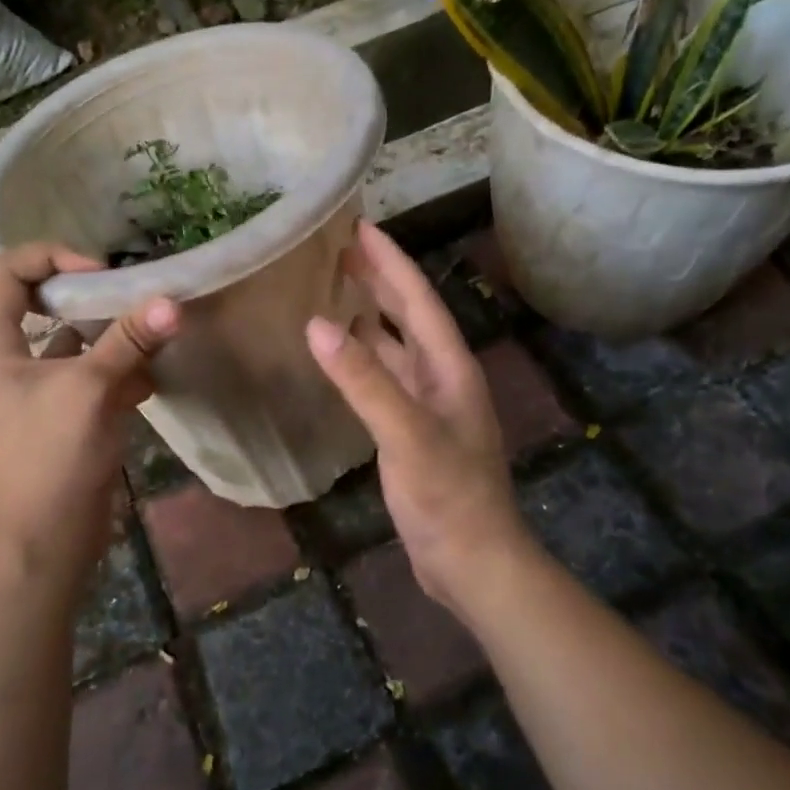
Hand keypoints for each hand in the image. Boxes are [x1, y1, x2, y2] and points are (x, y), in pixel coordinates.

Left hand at [0, 244, 179, 578]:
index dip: (51, 258)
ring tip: (151, 330)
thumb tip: (172, 301)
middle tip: (130, 294)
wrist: (48, 541)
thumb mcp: (91, 390)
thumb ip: (129, 341)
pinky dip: (119, 372)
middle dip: (89, 296)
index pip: (7, 273)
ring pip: (72, 343)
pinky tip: (151, 378)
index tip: (98, 273)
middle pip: (42, 304)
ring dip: (110, 335)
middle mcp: (9, 362)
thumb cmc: (52, 457)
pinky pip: (89, 377)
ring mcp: (36, 391)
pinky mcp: (62, 417)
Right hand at [305, 221, 528, 623]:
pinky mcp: (412, 432)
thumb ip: (364, 381)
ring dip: (370, 317)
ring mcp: (428, 405)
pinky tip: (341, 357)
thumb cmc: (448, 496)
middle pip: (410, 315)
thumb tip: (317, 325)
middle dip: (380, 280)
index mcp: (450, 367)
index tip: (360, 228)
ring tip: (335, 292)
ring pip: (396, 347)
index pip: (418, 300)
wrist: (472, 561)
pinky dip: (363, 359)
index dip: (390, 262)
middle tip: (342, 250)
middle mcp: (443, 377)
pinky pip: (385, 379)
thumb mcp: (406, 434)